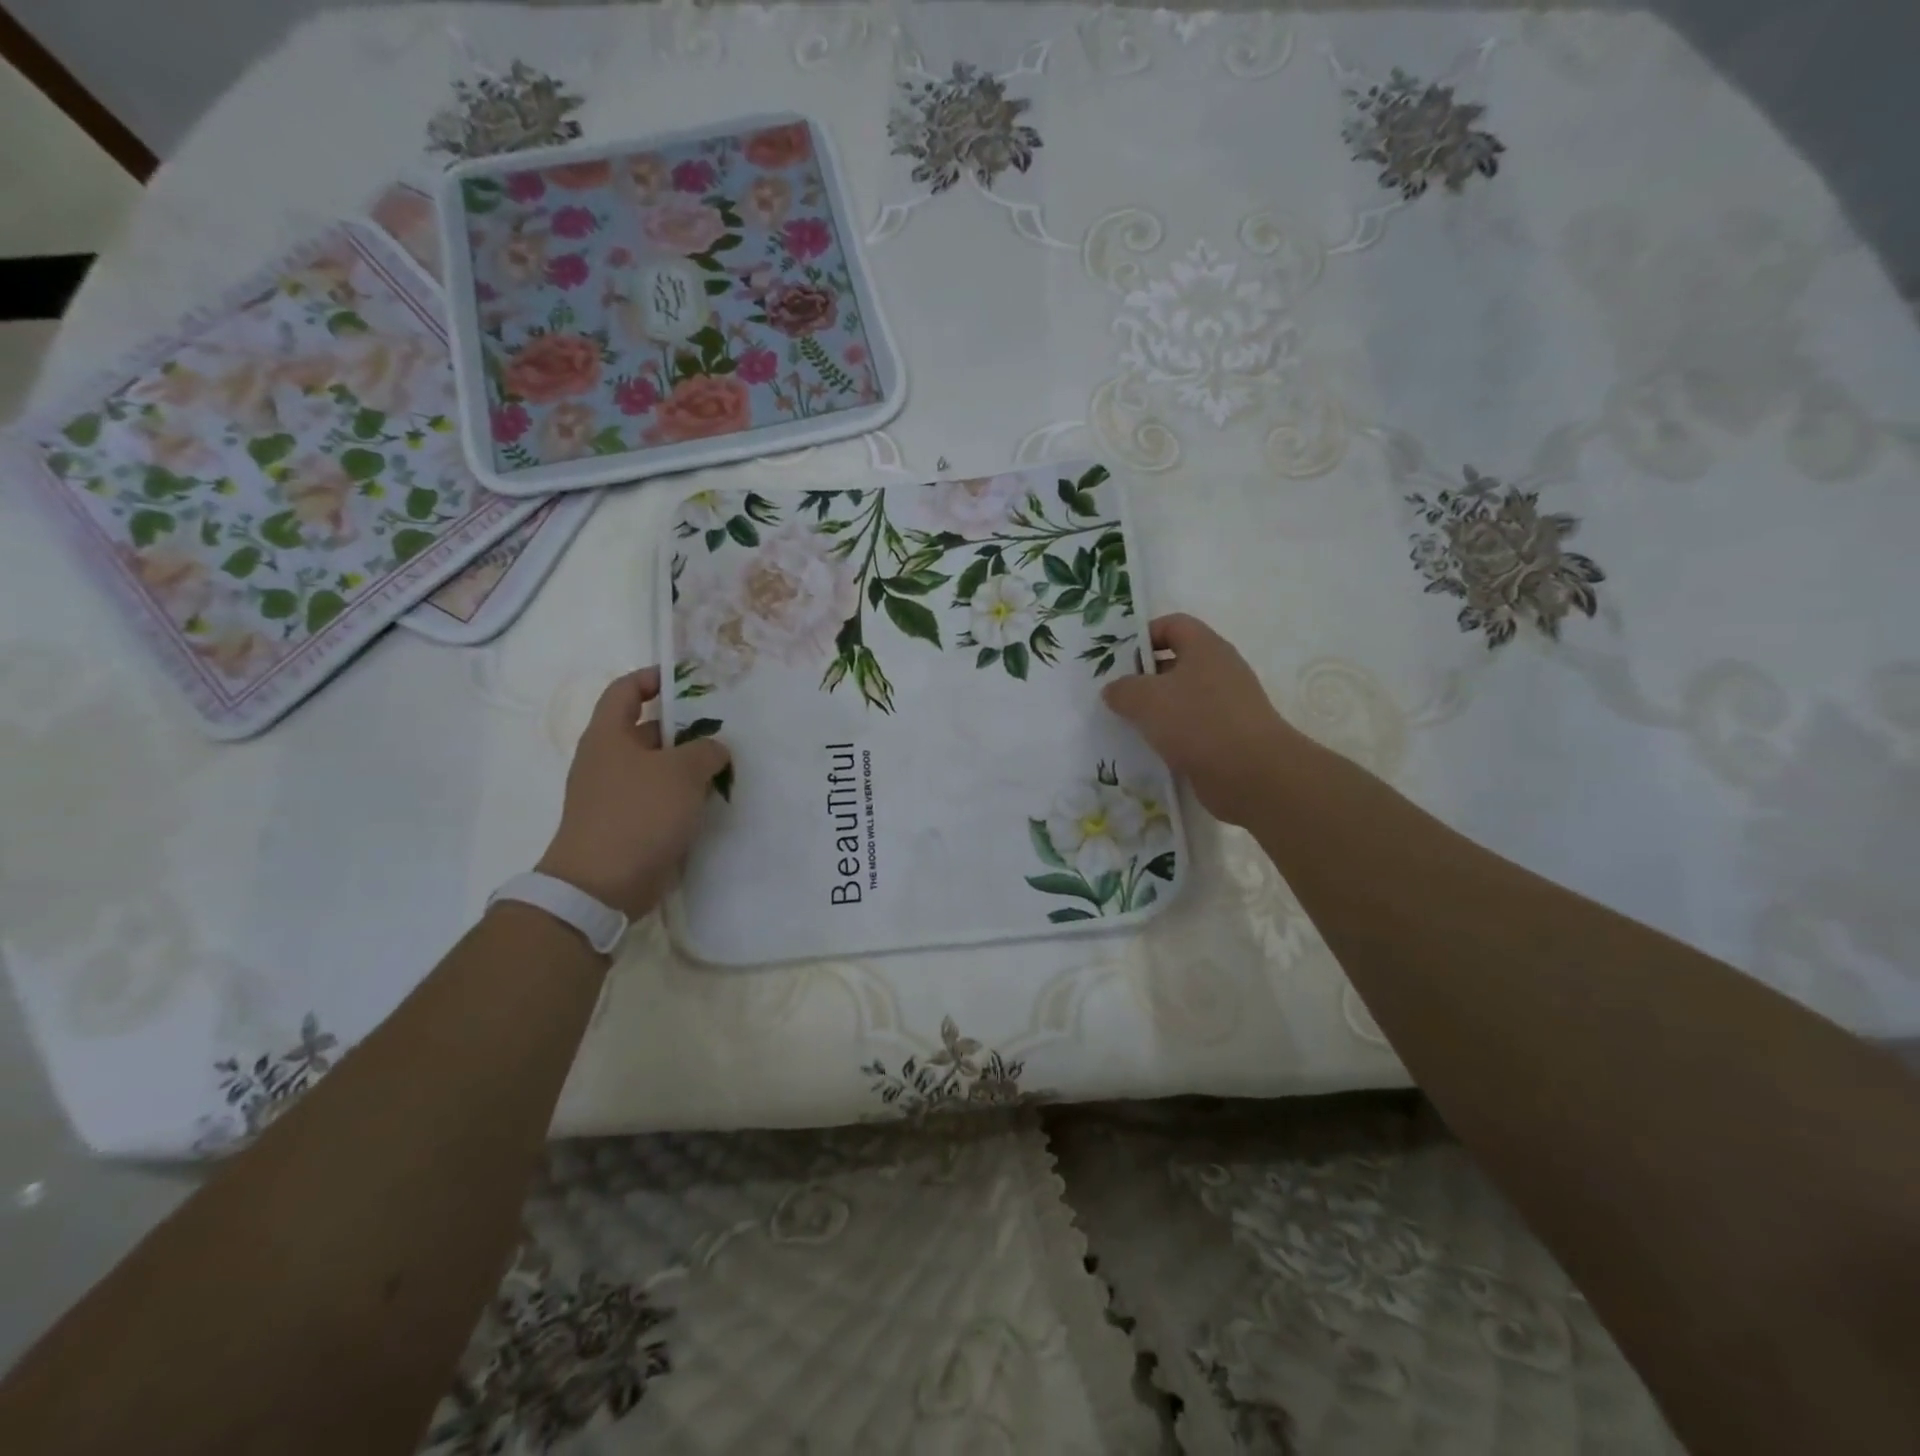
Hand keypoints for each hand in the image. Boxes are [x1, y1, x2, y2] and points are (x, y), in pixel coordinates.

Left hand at [535, 667, 730, 918]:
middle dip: (683, 726)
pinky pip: (657, 798)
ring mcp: (614, 795)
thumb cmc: (638, 813)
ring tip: (724, 765)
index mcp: (608, 735)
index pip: (625, 691)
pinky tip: (709, 801)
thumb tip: (714, 749)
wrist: (601, 885)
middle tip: (721, 728)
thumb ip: (705, 750)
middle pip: (645, 730)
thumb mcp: (682, 772)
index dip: (652, 678)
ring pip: (656, 767)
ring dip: (687, 764)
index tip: (686, 680)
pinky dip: (681, 795)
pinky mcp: (626, 824)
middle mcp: (607, 760)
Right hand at [1102, 614, 1305, 825]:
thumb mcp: (1146, 699)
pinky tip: (1152, 750)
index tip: (1118, 660)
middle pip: (1176, 662)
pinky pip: (1192, 727)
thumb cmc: (1197, 721)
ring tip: (1128, 726)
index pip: (1173, 625)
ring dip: (1156, 711)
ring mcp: (1227, 705)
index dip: (1144, 636)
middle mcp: (1220, 670)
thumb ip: (1122, 689)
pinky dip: (1172, 735)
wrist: (1251, 774)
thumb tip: (1114, 690)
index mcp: (1205, 647)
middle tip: (1116, 696)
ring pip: (1182, 698)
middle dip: (1144, 677)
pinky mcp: (1228, 736)